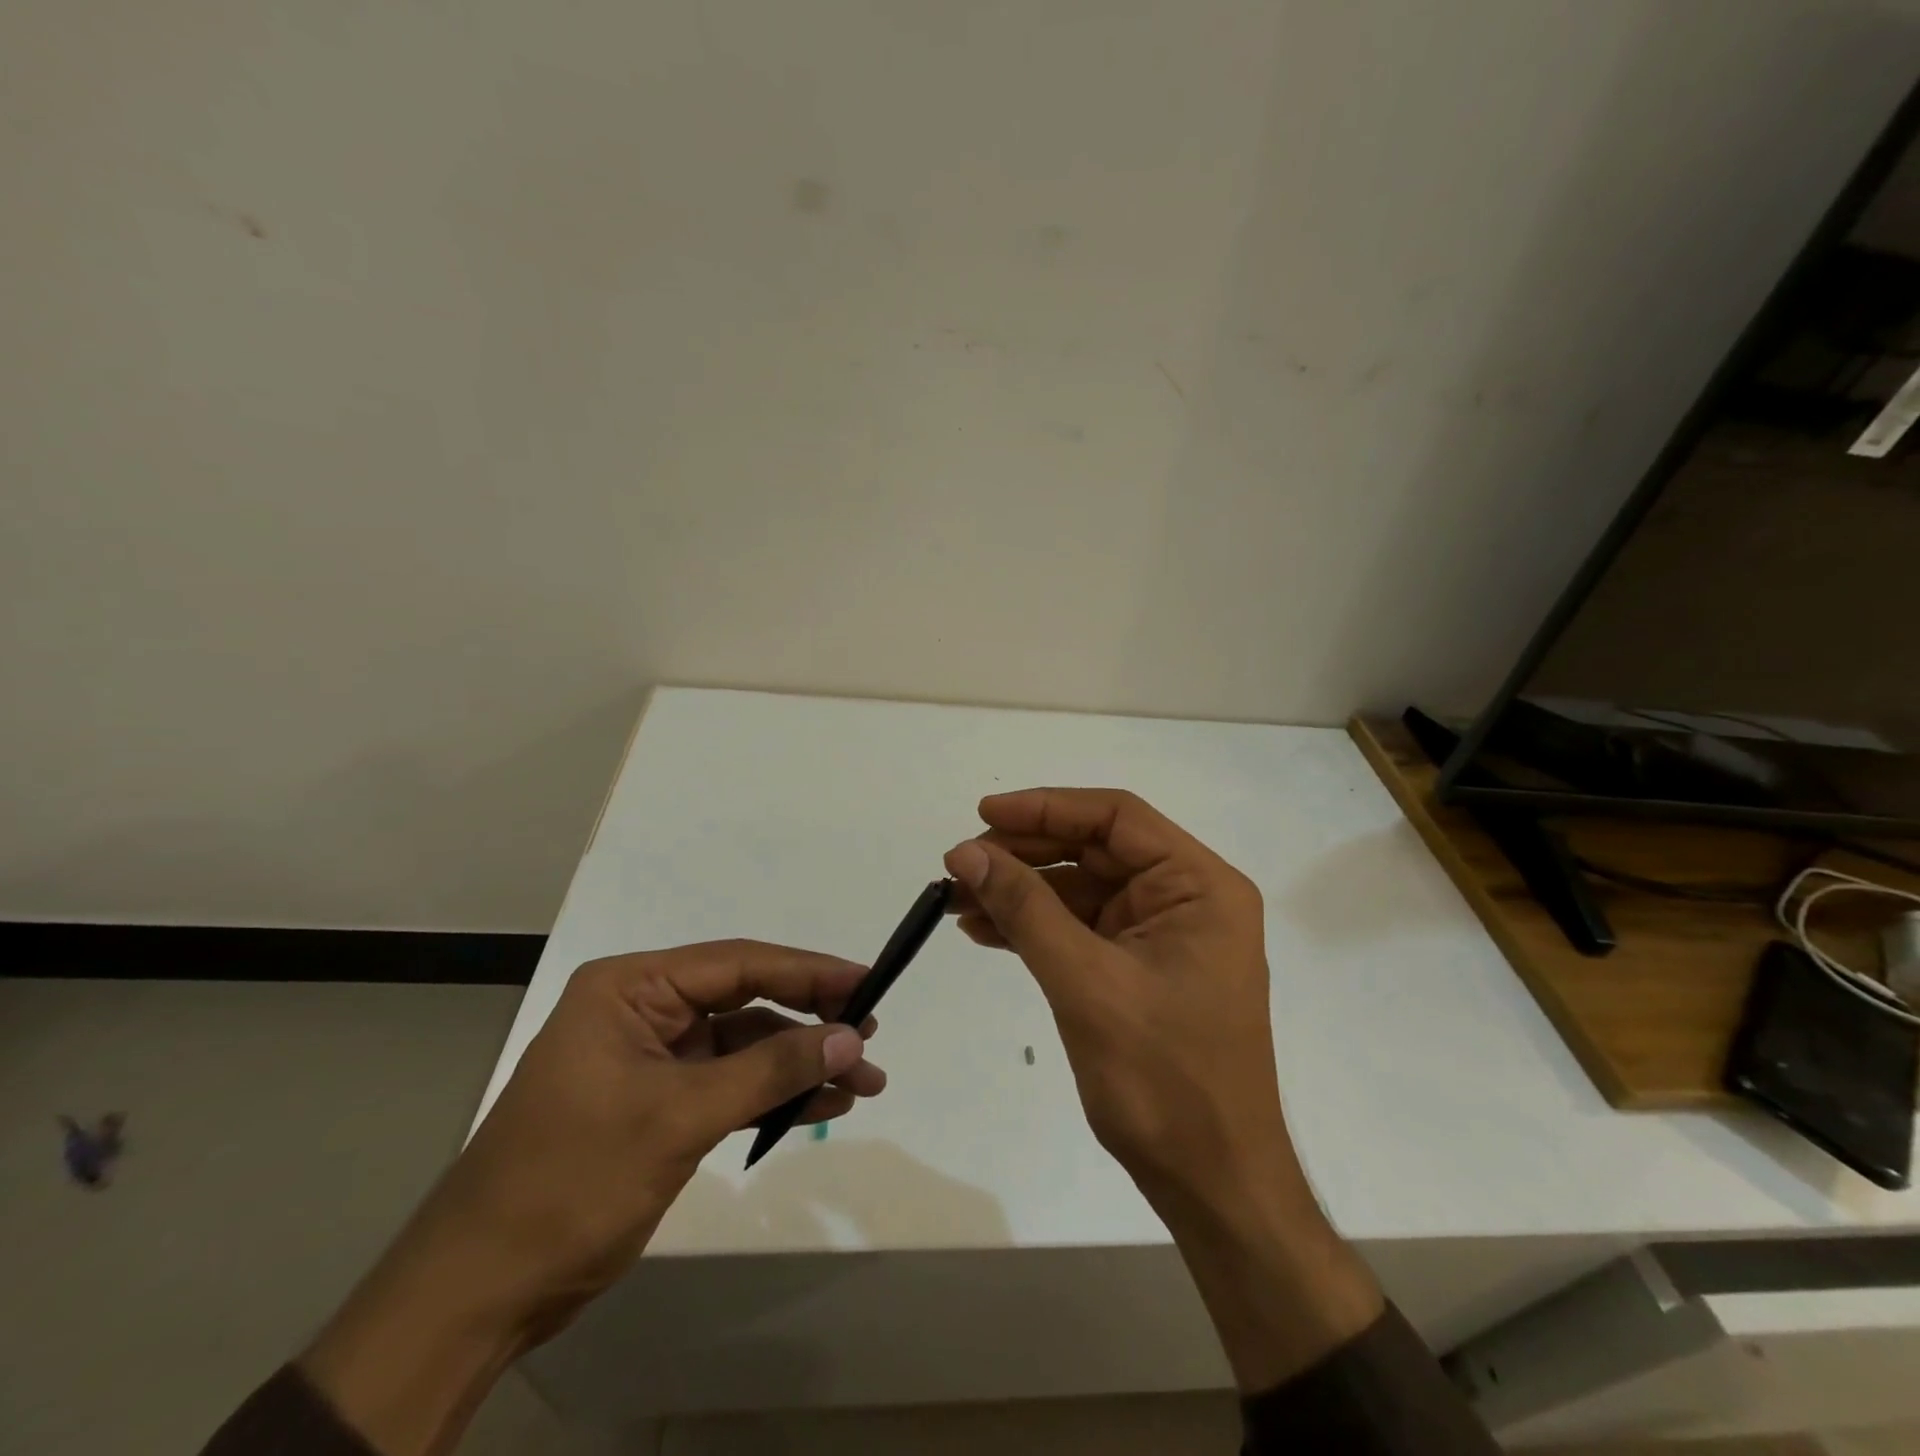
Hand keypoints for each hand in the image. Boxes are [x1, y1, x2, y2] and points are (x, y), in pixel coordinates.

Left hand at [301, 942, 884, 1455]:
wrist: (478, 1295)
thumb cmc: (570, 1183)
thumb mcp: (678, 1117)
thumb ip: (769, 1070)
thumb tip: (852, 1038)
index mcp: (633, 988)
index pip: (738, 963)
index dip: (808, 971)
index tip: (866, 981)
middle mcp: (645, 1010)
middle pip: (747, 1001)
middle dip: (811, 1021)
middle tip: (870, 1037)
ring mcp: (654, 1059)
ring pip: (746, 1045)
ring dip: (801, 1063)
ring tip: (864, 1082)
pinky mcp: (661, 1103)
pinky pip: (732, 1084)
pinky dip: (774, 1094)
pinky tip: (822, 1104)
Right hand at [944, 789, 1380, 1390]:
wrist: (1211, 1182)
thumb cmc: (1163, 1080)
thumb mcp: (1087, 983)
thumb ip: (1026, 909)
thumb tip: (967, 852)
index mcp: (1199, 885)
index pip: (1116, 818)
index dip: (1046, 808)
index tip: (984, 813)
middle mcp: (1186, 897)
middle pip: (1094, 850)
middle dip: (1025, 854)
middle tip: (961, 864)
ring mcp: (1163, 933)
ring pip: (1081, 888)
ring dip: (1021, 891)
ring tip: (958, 900)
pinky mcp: (1140, 967)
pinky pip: (1080, 927)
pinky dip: (1034, 926)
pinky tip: (985, 929)